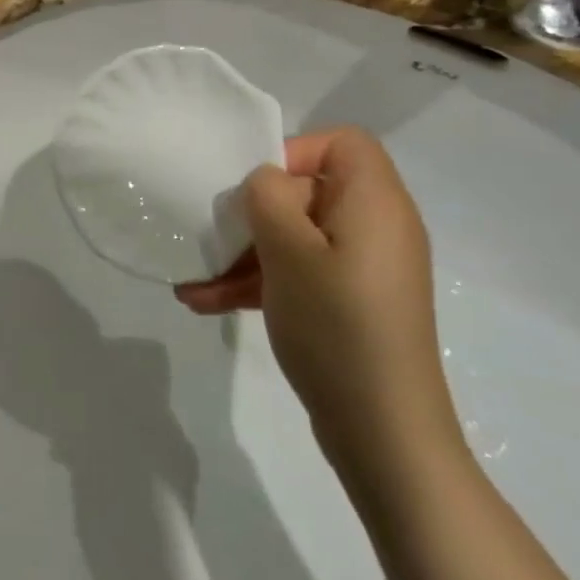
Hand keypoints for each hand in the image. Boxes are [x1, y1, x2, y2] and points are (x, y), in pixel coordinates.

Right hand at [176, 128, 458, 474]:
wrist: (385, 436)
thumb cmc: (337, 326)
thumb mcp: (290, 250)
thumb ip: (268, 197)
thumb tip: (266, 183)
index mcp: (374, 203)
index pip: (342, 143)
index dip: (295, 151)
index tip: (256, 188)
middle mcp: (376, 228)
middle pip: (309, 191)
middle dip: (253, 213)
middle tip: (213, 237)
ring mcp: (363, 270)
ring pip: (297, 238)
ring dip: (245, 254)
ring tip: (193, 281)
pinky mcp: (351, 305)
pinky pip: (301, 275)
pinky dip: (261, 283)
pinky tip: (208, 303)